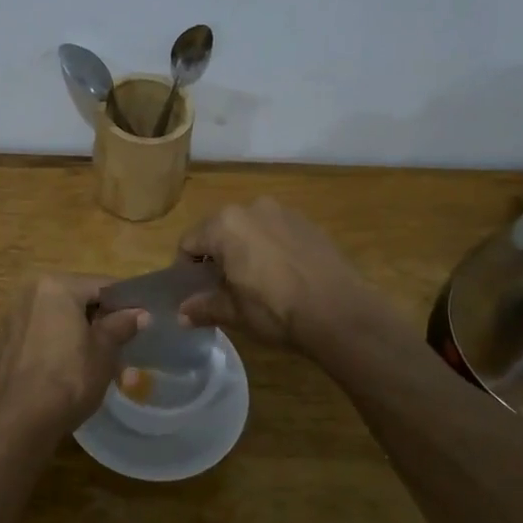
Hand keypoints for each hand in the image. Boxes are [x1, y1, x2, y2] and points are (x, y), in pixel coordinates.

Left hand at [0, 274, 147, 431]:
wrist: (24, 419)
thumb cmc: (70, 377)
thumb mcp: (105, 351)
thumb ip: (121, 325)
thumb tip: (141, 313)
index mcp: (56, 286)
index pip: (100, 286)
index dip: (124, 304)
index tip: (140, 322)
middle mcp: (29, 292)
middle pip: (76, 299)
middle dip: (98, 320)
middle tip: (120, 344)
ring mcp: (12, 317)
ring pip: (56, 317)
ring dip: (76, 332)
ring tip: (96, 359)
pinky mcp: (3, 342)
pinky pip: (38, 334)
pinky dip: (54, 343)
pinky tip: (66, 367)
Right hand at [176, 199, 375, 350]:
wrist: (340, 312)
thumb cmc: (276, 310)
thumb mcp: (234, 313)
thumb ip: (204, 307)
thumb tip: (182, 314)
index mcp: (225, 225)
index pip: (189, 242)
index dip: (186, 269)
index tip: (196, 291)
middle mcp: (251, 208)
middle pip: (219, 230)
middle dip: (217, 255)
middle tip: (224, 287)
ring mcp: (283, 212)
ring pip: (249, 229)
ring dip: (245, 249)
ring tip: (256, 281)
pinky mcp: (309, 223)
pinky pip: (277, 232)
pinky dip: (271, 248)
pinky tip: (283, 275)